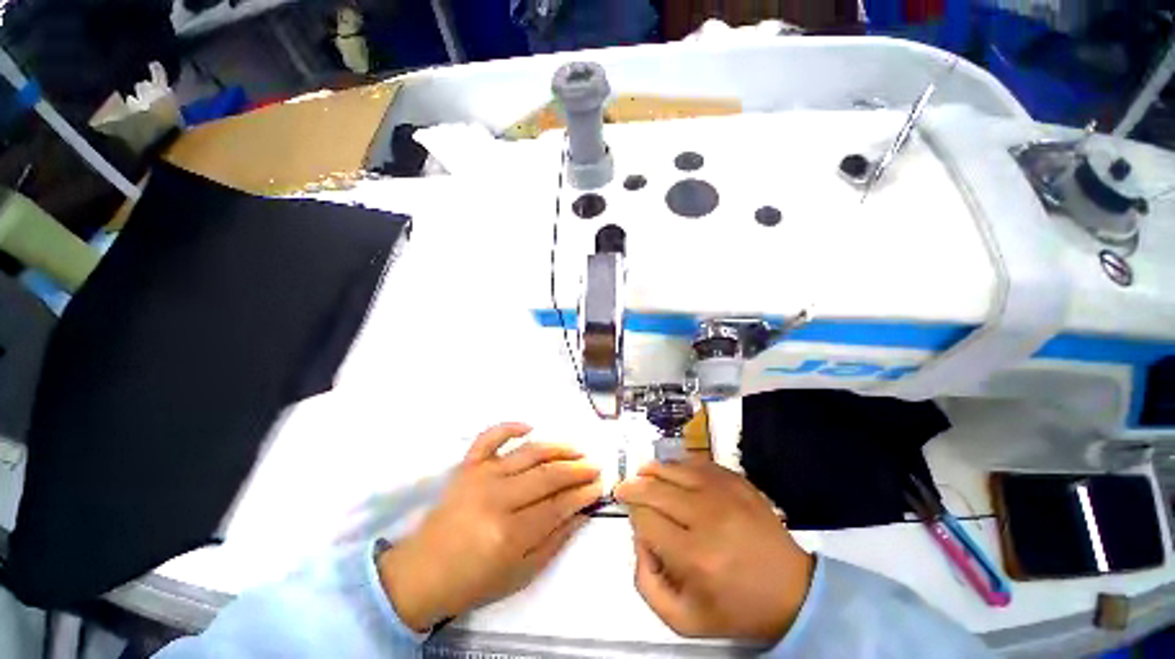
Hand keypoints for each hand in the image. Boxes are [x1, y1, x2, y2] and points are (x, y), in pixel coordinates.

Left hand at [377, 423, 601, 631]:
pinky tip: (529, 426)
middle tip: (594, 466)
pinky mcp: (468, 466)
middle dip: (576, 469)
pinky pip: (490, 437)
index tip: (599, 485)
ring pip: (528, 453)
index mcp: (508, 534)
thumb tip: (582, 512)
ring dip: (557, 448)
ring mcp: (480, 476)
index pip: (557, 505)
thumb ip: (554, 541)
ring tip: (576, 449)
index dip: (582, 494)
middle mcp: (496, 498)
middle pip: (547, 476)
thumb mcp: (520, 574)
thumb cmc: (473, 580)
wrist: (422, 572)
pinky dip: (510, 427)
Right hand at [614, 459, 814, 643]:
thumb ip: (646, 584)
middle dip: (633, 487)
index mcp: (694, 556)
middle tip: (623, 488)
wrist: (792, 591)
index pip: (645, 520)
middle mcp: (706, 517)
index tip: (633, 519)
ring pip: (673, 469)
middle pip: (654, 489)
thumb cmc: (736, 609)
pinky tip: (672, 471)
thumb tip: (638, 539)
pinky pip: (698, 462)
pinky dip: (679, 464)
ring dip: (652, 470)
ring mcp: (724, 493)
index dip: (632, 516)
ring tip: (641, 473)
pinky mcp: (737, 482)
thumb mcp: (683, 620)